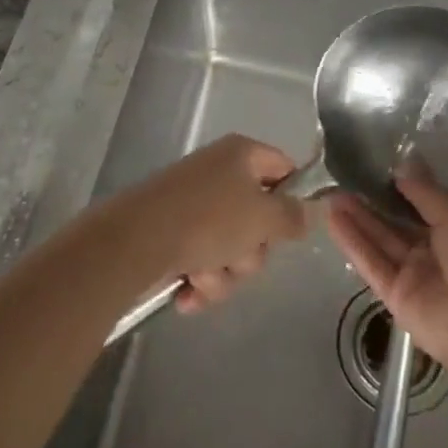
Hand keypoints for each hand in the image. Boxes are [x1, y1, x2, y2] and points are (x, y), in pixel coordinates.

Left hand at [123, 135, 307, 312]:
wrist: (134, 242)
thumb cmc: (207, 220)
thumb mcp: (263, 216)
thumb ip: (294, 216)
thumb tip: (313, 210)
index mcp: (241, 155)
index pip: (285, 169)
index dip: (295, 199)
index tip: (294, 229)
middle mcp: (219, 174)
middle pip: (260, 218)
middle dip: (252, 252)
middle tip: (239, 256)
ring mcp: (194, 205)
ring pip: (233, 249)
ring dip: (225, 273)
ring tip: (203, 275)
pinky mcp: (173, 235)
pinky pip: (205, 263)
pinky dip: (200, 282)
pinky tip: (186, 291)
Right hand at [327, 169, 447, 375]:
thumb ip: (428, 194)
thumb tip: (404, 166)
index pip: (425, 205)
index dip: (402, 188)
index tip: (378, 166)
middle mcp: (436, 253)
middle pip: (398, 223)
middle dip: (373, 201)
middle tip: (345, 177)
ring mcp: (414, 275)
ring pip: (381, 241)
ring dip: (357, 218)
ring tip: (331, 193)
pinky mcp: (395, 296)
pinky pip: (372, 264)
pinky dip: (353, 243)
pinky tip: (332, 219)